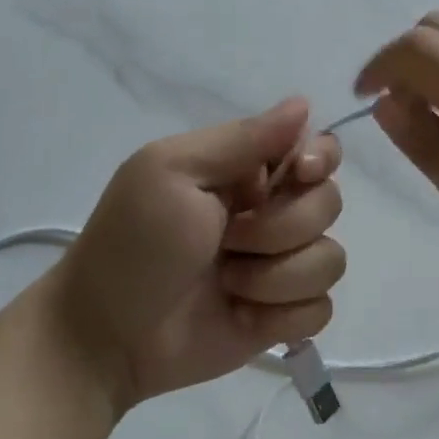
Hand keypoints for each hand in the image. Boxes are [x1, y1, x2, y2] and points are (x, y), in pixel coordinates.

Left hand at [48, 100, 344, 410]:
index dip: (320, 160)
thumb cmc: (134, 244)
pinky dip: (283, 316)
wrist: (108, 335)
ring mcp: (278, 270)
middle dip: (281, 227)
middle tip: (228, 239)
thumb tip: (303, 103)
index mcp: (245, 174)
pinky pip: (320, 310)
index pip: (316, 151)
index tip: (299, 174)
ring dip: (276, 277)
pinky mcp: (281, 319)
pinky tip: (242, 317)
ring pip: (330, 261)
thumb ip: (243, 138)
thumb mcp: (173, 172)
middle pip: (329, 205)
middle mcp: (269, 216)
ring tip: (227, 283)